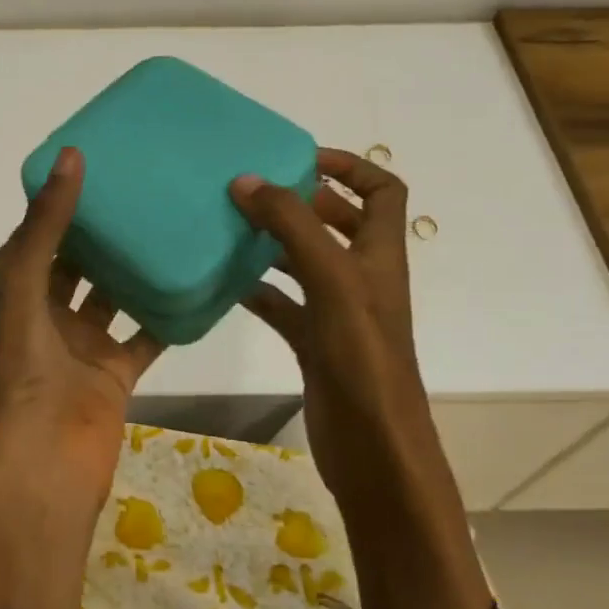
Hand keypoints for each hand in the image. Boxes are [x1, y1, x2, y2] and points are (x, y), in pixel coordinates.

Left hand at [0, 147, 163, 608]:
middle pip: (79, 260)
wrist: (46, 466)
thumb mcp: (25, 288)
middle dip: (103, 229)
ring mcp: (83, 342)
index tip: (98, 161)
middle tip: (145, 187)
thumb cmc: (25, 374)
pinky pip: (146, 333)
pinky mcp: (116, 370)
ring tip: (172, 222)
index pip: (39, 233)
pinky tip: (195, 280)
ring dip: (136, 266)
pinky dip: (166, 312)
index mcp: (18, 290)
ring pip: (114, 293)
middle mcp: (48, 311)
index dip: (61, 199)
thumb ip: (47, 226)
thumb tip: (71, 157)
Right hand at [229, 148, 433, 522]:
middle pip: (336, 223)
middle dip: (299, 201)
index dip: (350, 166)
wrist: (373, 449)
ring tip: (229, 227)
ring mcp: (338, 312)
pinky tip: (226, 284)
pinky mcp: (314, 343)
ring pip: (304, 263)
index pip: (382, 190)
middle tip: (251, 191)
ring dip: (273, 243)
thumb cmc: (363, 357)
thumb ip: (292, 226)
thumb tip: (246, 180)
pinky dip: (258, 290)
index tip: (300, 159)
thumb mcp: (332, 280)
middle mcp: (362, 277)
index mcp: (380, 254)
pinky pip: (283, 304)